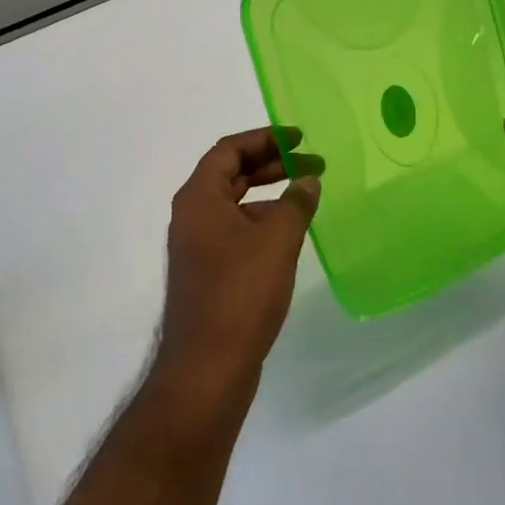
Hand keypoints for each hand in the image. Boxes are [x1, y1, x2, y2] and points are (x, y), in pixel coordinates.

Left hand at [155, 128, 320, 412]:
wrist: (208, 366)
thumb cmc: (241, 293)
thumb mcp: (277, 240)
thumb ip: (296, 202)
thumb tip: (308, 180)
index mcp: (199, 197)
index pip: (229, 149)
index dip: (265, 138)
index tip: (298, 138)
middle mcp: (192, 215)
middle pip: (231, 174)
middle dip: (271, 164)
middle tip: (311, 162)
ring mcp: (197, 246)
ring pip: (235, 205)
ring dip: (268, 194)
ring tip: (307, 195)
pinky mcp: (207, 272)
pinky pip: (235, 231)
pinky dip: (262, 222)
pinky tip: (290, 234)